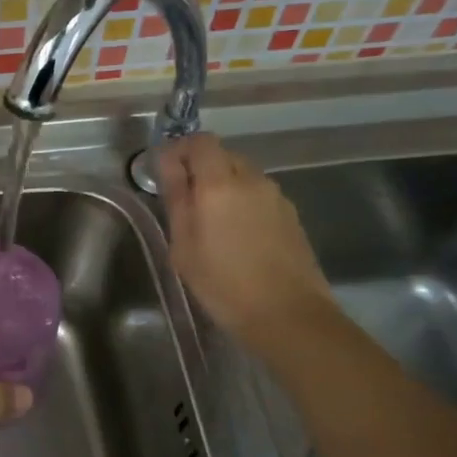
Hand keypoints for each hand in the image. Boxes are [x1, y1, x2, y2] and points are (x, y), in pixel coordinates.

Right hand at [157, 133, 334, 355]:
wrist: (288, 314)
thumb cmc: (222, 283)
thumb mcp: (184, 245)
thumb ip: (176, 198)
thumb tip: (168, 163)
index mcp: (220, 183)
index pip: (201, 141)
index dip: (180, 149)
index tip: (165, 171)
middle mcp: (252, 180)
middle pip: (223, 156)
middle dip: (200, 169)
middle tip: (184, 202)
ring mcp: (276, 196)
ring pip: (243, 176)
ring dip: (223, 187)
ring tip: (211, 223)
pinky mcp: (291, 215)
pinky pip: (259, 195)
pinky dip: (242, 203)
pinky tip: (237, 237)